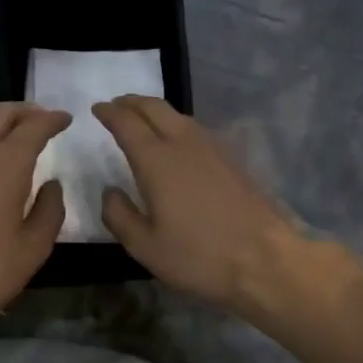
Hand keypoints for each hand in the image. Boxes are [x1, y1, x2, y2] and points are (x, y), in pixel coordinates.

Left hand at [0, 102, 69, 336]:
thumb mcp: (33, 248)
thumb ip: (49, 211)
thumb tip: (52, 185)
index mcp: (5, 165)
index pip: (32, 127)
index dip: (52, 119)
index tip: (66, 119)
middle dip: (24, 110)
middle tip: (44, 119)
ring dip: (1, 124)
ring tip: (20, 138)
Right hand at [93, 95, 307, 312]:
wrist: (265, 260)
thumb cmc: (198, 256)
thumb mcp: (145, 246)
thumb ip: (119, 215)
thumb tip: (109, 191)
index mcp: (156, 160)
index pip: (126, 123)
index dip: (109, 112)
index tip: (97, 108)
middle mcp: (183, 143)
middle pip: (154, 107)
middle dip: (131, 102)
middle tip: (116, 105)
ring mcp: (212, 148)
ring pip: (178, 115)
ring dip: (155, 110)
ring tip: (142, 119)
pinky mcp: (231, 159)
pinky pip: (195, 129)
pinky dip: (176, 124)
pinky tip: (175, 141)